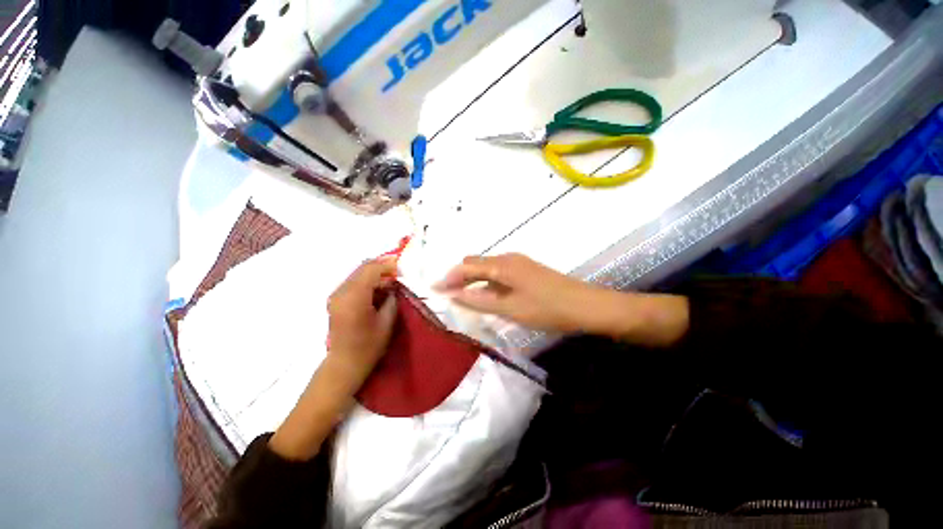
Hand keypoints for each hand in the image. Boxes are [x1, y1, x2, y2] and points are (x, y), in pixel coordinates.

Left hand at [326, 258, 399, 387]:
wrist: (344, 363)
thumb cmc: (369, 346)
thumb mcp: (387, 321)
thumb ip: (392, 298)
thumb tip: (395, 285)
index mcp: (354, 297)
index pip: (371, 269)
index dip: (388, 265)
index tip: (403, 267)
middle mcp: (341, 291)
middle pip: (363, 268)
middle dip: (383, 267)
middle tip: (399, 272)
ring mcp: (336, 295)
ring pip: (358, 273)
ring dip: (375, 274)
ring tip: (392, 280)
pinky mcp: (336, 299)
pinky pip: (354, 282)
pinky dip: (368, 281)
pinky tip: (379, 289)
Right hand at [434, 253, 688, 345]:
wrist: (584, 305)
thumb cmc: (546, 309)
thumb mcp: (509, 308)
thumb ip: (478, 300)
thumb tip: (453, 294)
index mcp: (502, 265)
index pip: (467, 267)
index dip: (449, 277)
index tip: (434, 289)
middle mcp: (508, 258)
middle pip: (475, 263)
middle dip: (459, 277)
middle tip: (447, 294)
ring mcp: (518, 262)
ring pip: (487, 268)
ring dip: (472, 279)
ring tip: (462, 296)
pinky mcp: (526, 270)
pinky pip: (498, 272)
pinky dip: (486, 281)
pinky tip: (486, 294)